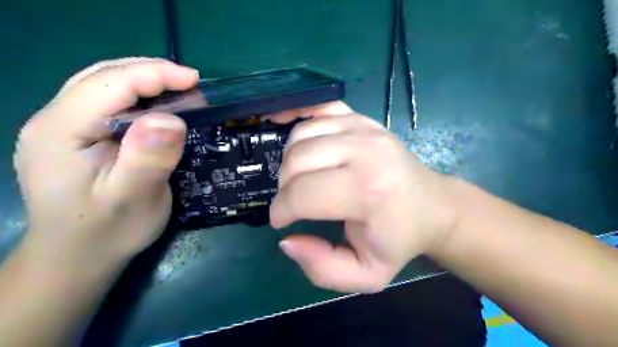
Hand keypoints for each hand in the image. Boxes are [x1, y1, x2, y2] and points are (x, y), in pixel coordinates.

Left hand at [14, 57, 197, 272]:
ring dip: (146, 81)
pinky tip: (159, 108)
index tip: (195, 81)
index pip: (109, 83)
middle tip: (192, 85)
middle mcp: (54, 120)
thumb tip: (171, 120)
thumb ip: (148, 159)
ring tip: (181, 91)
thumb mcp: (133, 199)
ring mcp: (63, 127)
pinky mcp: (78, 136)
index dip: (155, 74)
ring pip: (105, 85)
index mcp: (61, 132)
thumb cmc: (107, 232)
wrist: (78, 257)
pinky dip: (139, 97)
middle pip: (104, 76)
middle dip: (152, 73)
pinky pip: (109, 103)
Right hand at [269, 101, 455, 292]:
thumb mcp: (365, 274)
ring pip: (301, 135)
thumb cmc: (399, 240)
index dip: (281, 210)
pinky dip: (297, 116)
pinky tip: (288, 128)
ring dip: (289, 160)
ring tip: (298, 179)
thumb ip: (322, 268)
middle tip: (292, 202)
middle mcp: (364, 151)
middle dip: (283, 187)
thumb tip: (287, 241)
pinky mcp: (362, 118)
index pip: (303, 194)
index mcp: (367, 192)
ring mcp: (364, 128)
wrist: (432, 206)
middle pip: (296, 160)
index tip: (281, 221)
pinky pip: (318, 109)